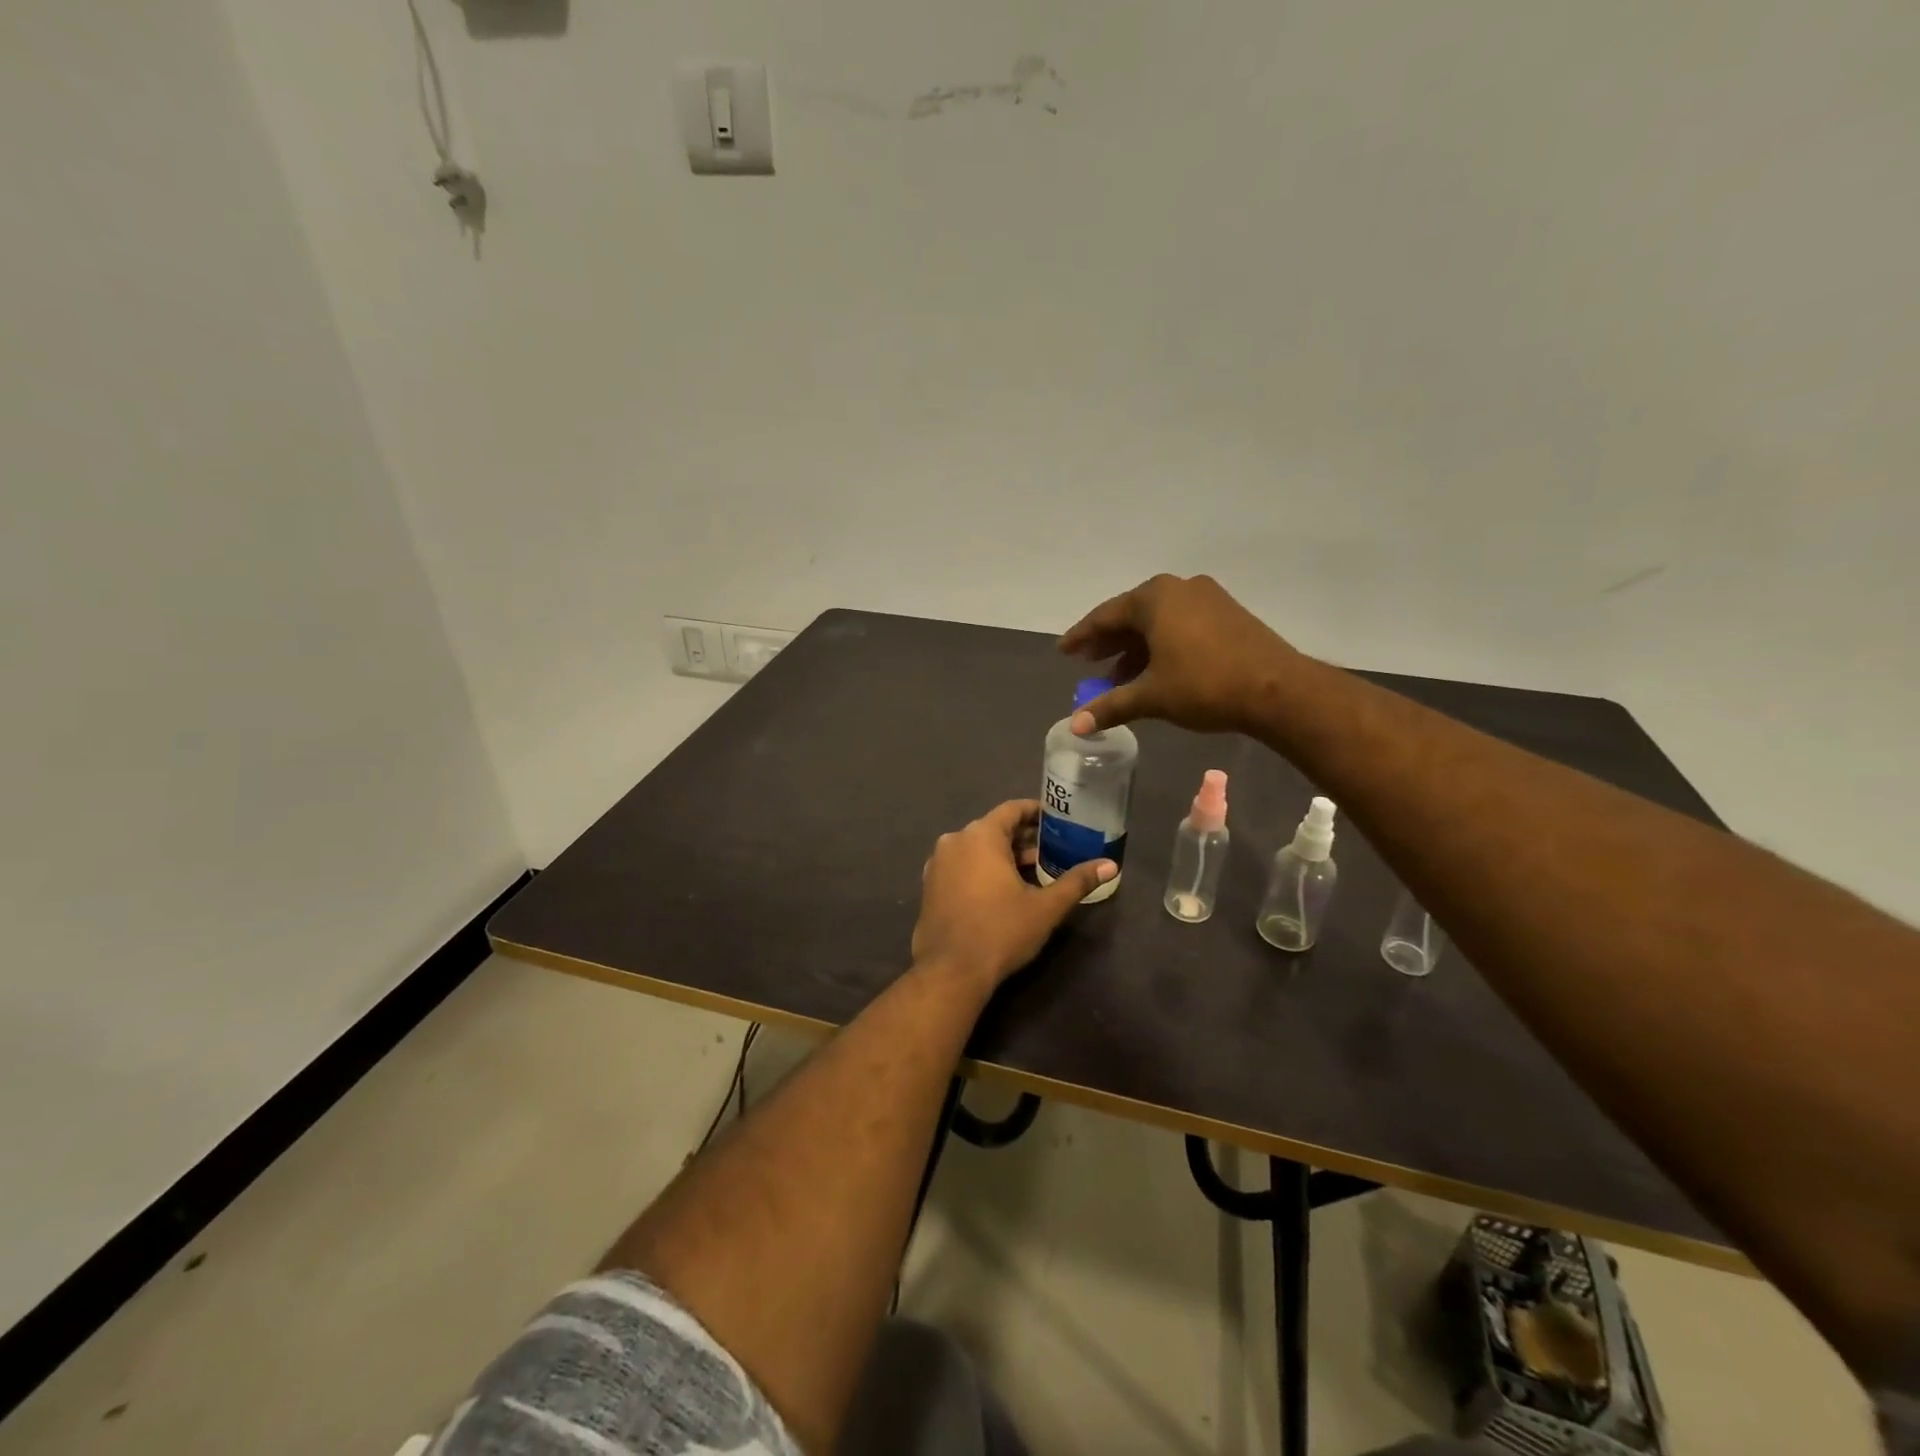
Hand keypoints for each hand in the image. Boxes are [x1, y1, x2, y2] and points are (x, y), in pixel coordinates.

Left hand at [912, 800, 1114, 989]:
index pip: (1011, 810)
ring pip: (976, 848)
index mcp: (980, 836)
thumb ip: (1076, 882)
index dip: (1036, 812)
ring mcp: (937, 863)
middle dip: (1023, 837)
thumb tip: (1110, 865)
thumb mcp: (1045, 907)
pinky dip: (982, 869)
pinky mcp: (930, 886)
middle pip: (994, 828)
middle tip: (1052, 849)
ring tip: (1033, 870)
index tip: (1057, 821)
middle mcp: (954, 841)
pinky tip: (1003, 889)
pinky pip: (961, 865)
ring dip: (1003, 855)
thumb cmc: (1000, 931)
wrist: (950, 971)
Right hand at [1058, 573, 1297, 734]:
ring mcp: (1208, 598)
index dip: (1082, 636)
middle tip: (1087, 662)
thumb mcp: (1152, 697)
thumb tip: (1074, 726)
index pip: (1105, 616)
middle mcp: (1179, 588)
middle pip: (1132, 615)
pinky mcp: (1228, 614)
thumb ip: (1111, 706)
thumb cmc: (1205, 685)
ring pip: (1158, 621)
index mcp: (1155, 598)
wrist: (1278, 690)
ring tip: (1119, 676)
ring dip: (1135, 647)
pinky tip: (1156, 670)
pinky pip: (1181, 625)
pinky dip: (1161, 645)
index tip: (1064, 650)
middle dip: (1108, 641)